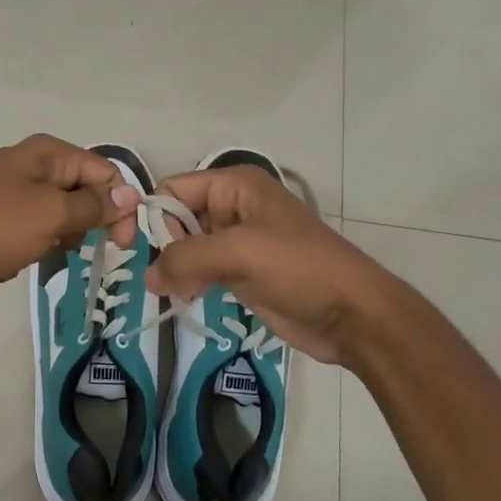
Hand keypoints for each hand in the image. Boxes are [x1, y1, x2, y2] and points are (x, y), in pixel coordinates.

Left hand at [0, 135, 140, 306]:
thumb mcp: (52, 215)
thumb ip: (94, 206)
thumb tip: (130, 194)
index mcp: (48, 153)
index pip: (105, 173)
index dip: (120, 207)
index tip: (123, 246)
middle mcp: (29, 163)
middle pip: (80, 193)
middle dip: (81, 225)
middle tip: (65, 247)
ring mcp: (6, 189)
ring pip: (54, 216)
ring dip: (52, 240)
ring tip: (31, 253)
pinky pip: (26, 230)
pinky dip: (26, 247)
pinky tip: (7, 260)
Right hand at [143, 167, 399, 366]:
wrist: (352, 315)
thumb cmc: (299, 269)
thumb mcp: (238, 253)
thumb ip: (186, 258)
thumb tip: (149, 277)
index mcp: (236, 186)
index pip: (175, 189)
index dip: (157, 217)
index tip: (150, 253)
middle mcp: (234, 208)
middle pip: (178, 218)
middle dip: (167, 247)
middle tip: (168, 279)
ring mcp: (239, 242)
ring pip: (188, 248)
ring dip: (178, 269)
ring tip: (179, 293)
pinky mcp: (242, 272)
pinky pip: (202, 270)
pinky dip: (191, 283)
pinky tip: (190, 300)